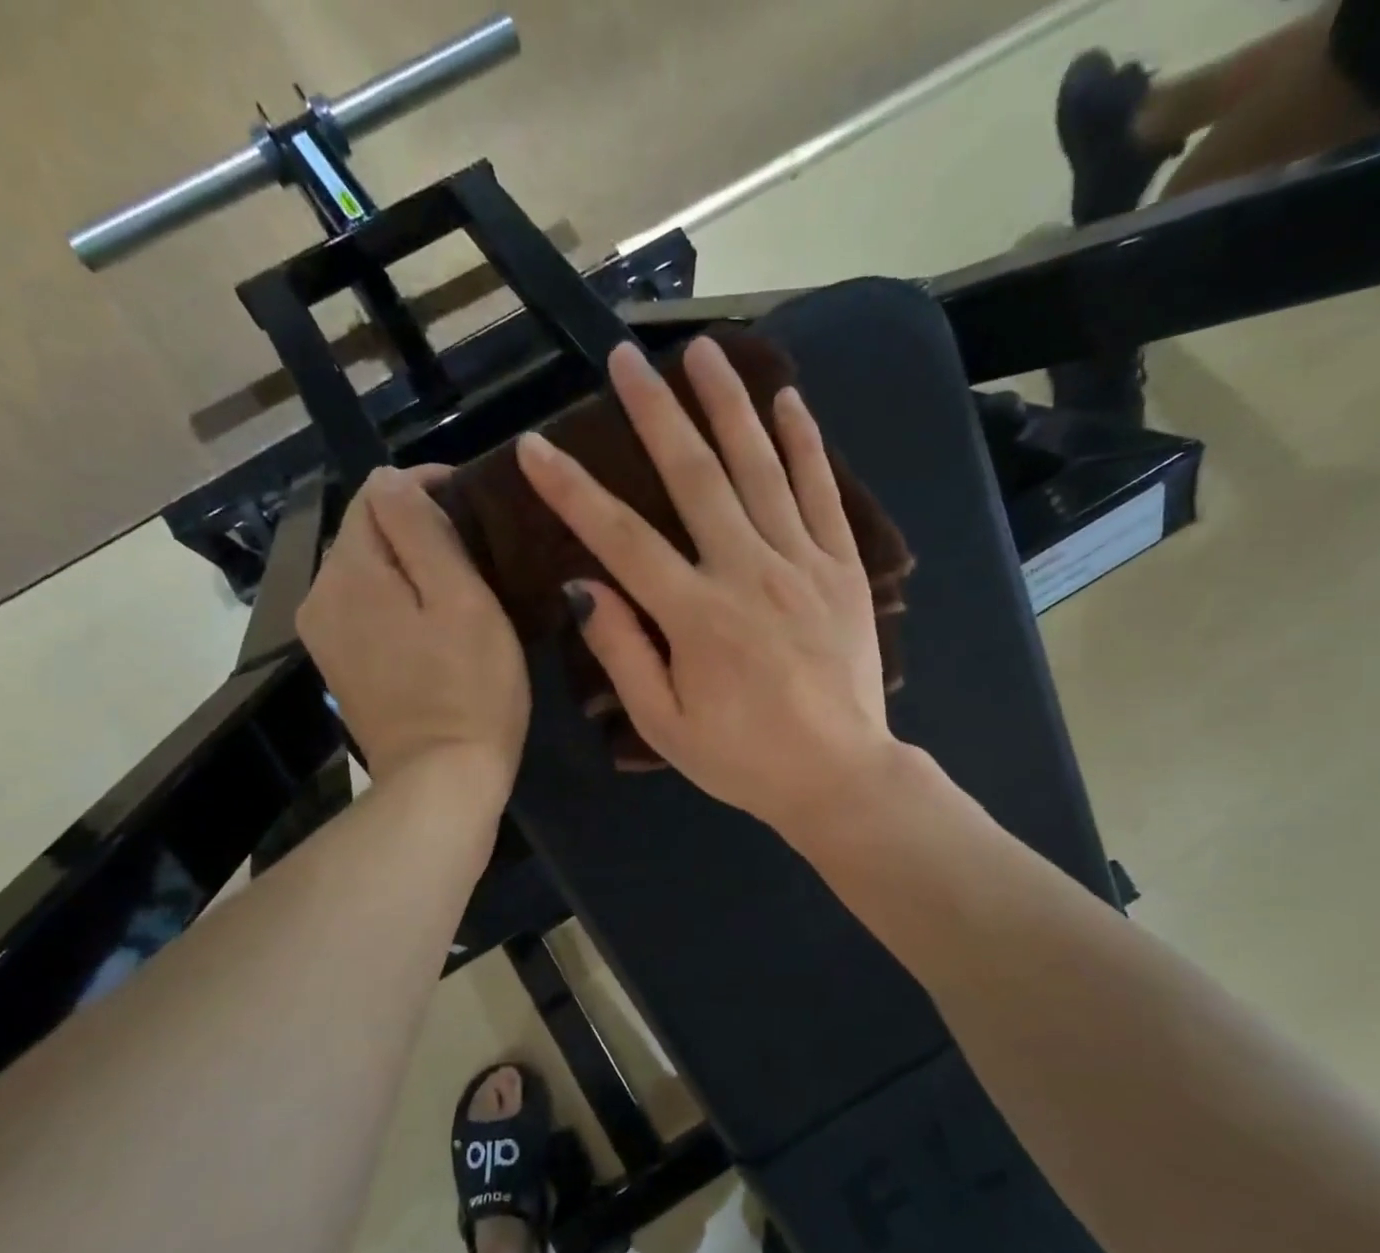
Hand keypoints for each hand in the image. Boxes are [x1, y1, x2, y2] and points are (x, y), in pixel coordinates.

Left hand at [297, 465, 529, 809]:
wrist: (441, 783)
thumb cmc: (469, 689)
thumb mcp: (461, 599)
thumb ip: (422, 530)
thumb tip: (394, 480)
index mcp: (349, 572)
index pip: (376, 492)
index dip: (424, 485)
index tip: (472, 500)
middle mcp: (320, 596)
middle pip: (365, 532)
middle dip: (413, 525)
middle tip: (474, 546)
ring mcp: (324, 636)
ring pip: (364, 571)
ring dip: (405, 564)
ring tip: (457, 580)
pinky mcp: (339, 667)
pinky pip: (363, 609)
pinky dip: (394, 600)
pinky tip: (430, 621)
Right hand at [515, 337, 898, 838]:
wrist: (839, 774)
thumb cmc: (743, 758)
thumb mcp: (665, 725)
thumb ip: (622, 652)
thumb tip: (582, 586)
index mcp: (696, 616)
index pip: (621, 537)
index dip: (572, 490)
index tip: (536, 445)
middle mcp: (748, 572)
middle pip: (695, 476)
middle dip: (655, 412)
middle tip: (626, 357)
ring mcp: (802, 563)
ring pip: (761, 468)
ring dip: (729, 404)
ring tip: (705, 352)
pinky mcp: (842, 568)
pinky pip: (823, 493)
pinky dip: (805, 443)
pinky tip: (788, 400)